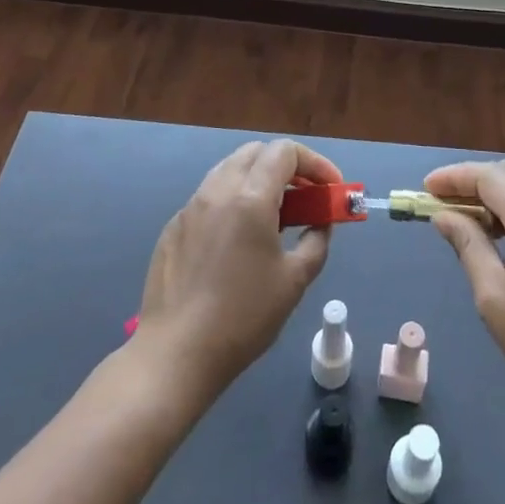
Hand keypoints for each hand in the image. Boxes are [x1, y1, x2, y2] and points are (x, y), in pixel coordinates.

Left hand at [132, 140, 338, 400]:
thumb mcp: (294, 280)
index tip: (330, 188)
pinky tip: (239, 238)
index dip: (315, 163)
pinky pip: (210, 196)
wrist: (177, 352)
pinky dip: (233, 200)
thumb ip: (316, 240)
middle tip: (305, 197)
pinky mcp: (174, 226)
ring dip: (258, 179)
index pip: (285, 151)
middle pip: (256, 152)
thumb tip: (320, 222)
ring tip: (275, 216)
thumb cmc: (244, 316)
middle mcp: (218, 190)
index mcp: (250, 197)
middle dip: (287, 166)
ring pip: (230, 170)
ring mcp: (191, 206)